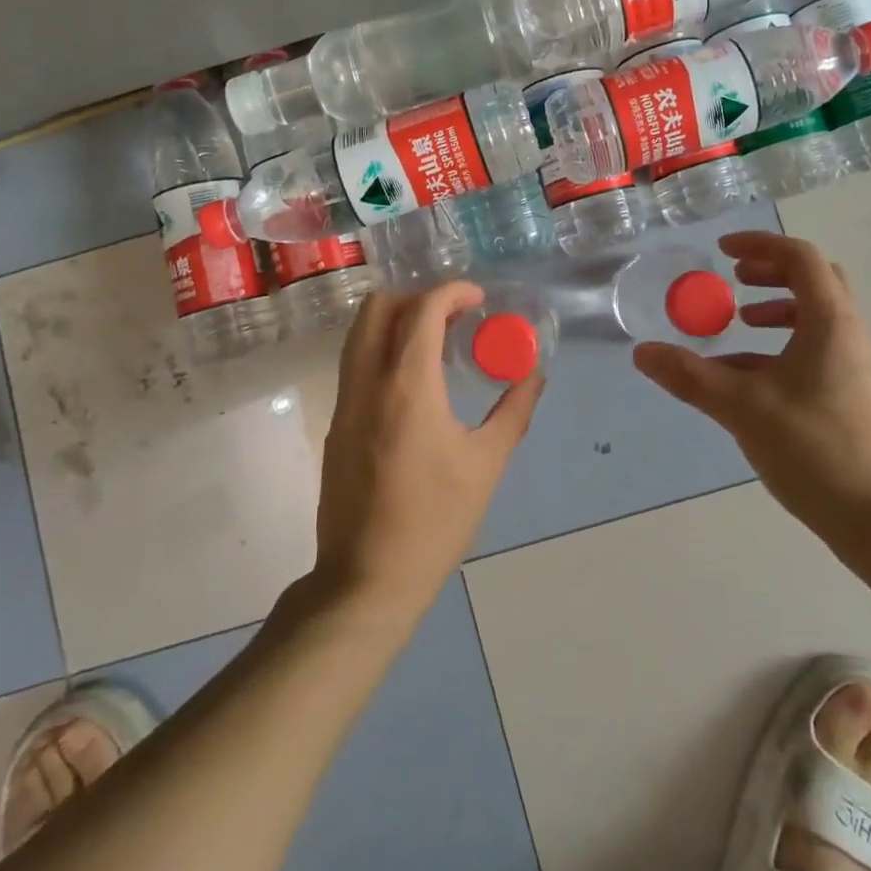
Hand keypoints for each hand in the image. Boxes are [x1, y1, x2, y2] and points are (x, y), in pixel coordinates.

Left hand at [311, 283, 541, 623]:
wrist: (367, 579)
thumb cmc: (435, 521)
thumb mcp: (486, 465)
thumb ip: (513, 412)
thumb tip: (535, 376)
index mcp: (408, 385)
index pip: (423, 310)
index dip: (452, 291)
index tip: (478, 298)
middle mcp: (368, 381)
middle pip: (378, 307)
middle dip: (417, 297)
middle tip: (453, 316)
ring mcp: (344, 401)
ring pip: (360, 332)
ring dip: (396, 320)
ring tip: (435, 341)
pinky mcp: (335, 423)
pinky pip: (355, 362)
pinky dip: (382, 348)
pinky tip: (413, 379)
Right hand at [632, 232, 870, 554]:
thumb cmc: (815, 449)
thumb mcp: (742, 407)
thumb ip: (690, 376)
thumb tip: (642, 352)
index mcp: (830, 322)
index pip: (800, 258)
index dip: (761, 245)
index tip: (723, 251)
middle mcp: (847, 334)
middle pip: (814, 280)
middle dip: (772, 271)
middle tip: (736, 278)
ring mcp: (852, 366)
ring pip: (814, 316)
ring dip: (776, 308)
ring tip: (739, 321)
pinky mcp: (849, 395)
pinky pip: (812, 349)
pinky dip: (779, 345)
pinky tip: (745, 375)